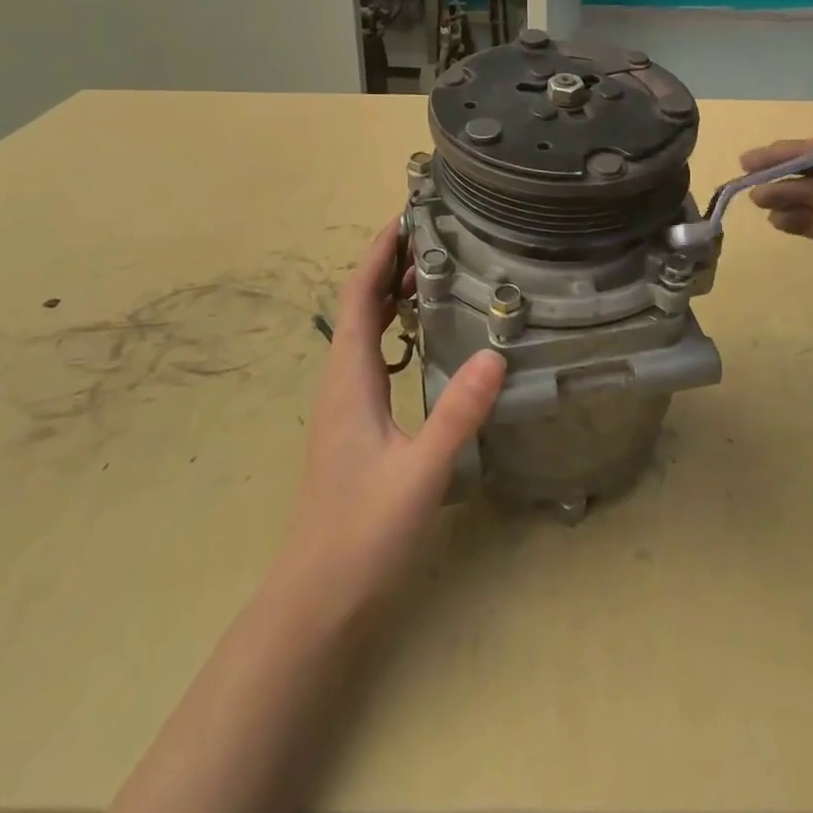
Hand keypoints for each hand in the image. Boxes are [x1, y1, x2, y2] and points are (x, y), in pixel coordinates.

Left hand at [279, 221, 505, 611]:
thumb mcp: (419, 472)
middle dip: (388, 265)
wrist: (316, 597)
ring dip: (391, 295)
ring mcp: (344, 403)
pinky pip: (372, 355)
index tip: (405, 216)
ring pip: (365, 330)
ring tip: (435, 273)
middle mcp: (340, 381)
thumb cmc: (362, 532)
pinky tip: (425, 339)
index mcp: (348, 379)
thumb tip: (496, 353)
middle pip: (359, 305)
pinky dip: (395, 329)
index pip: (358, 297)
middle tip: (435, 236)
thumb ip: (457, 414)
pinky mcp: (353, 423)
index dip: (377, 254)